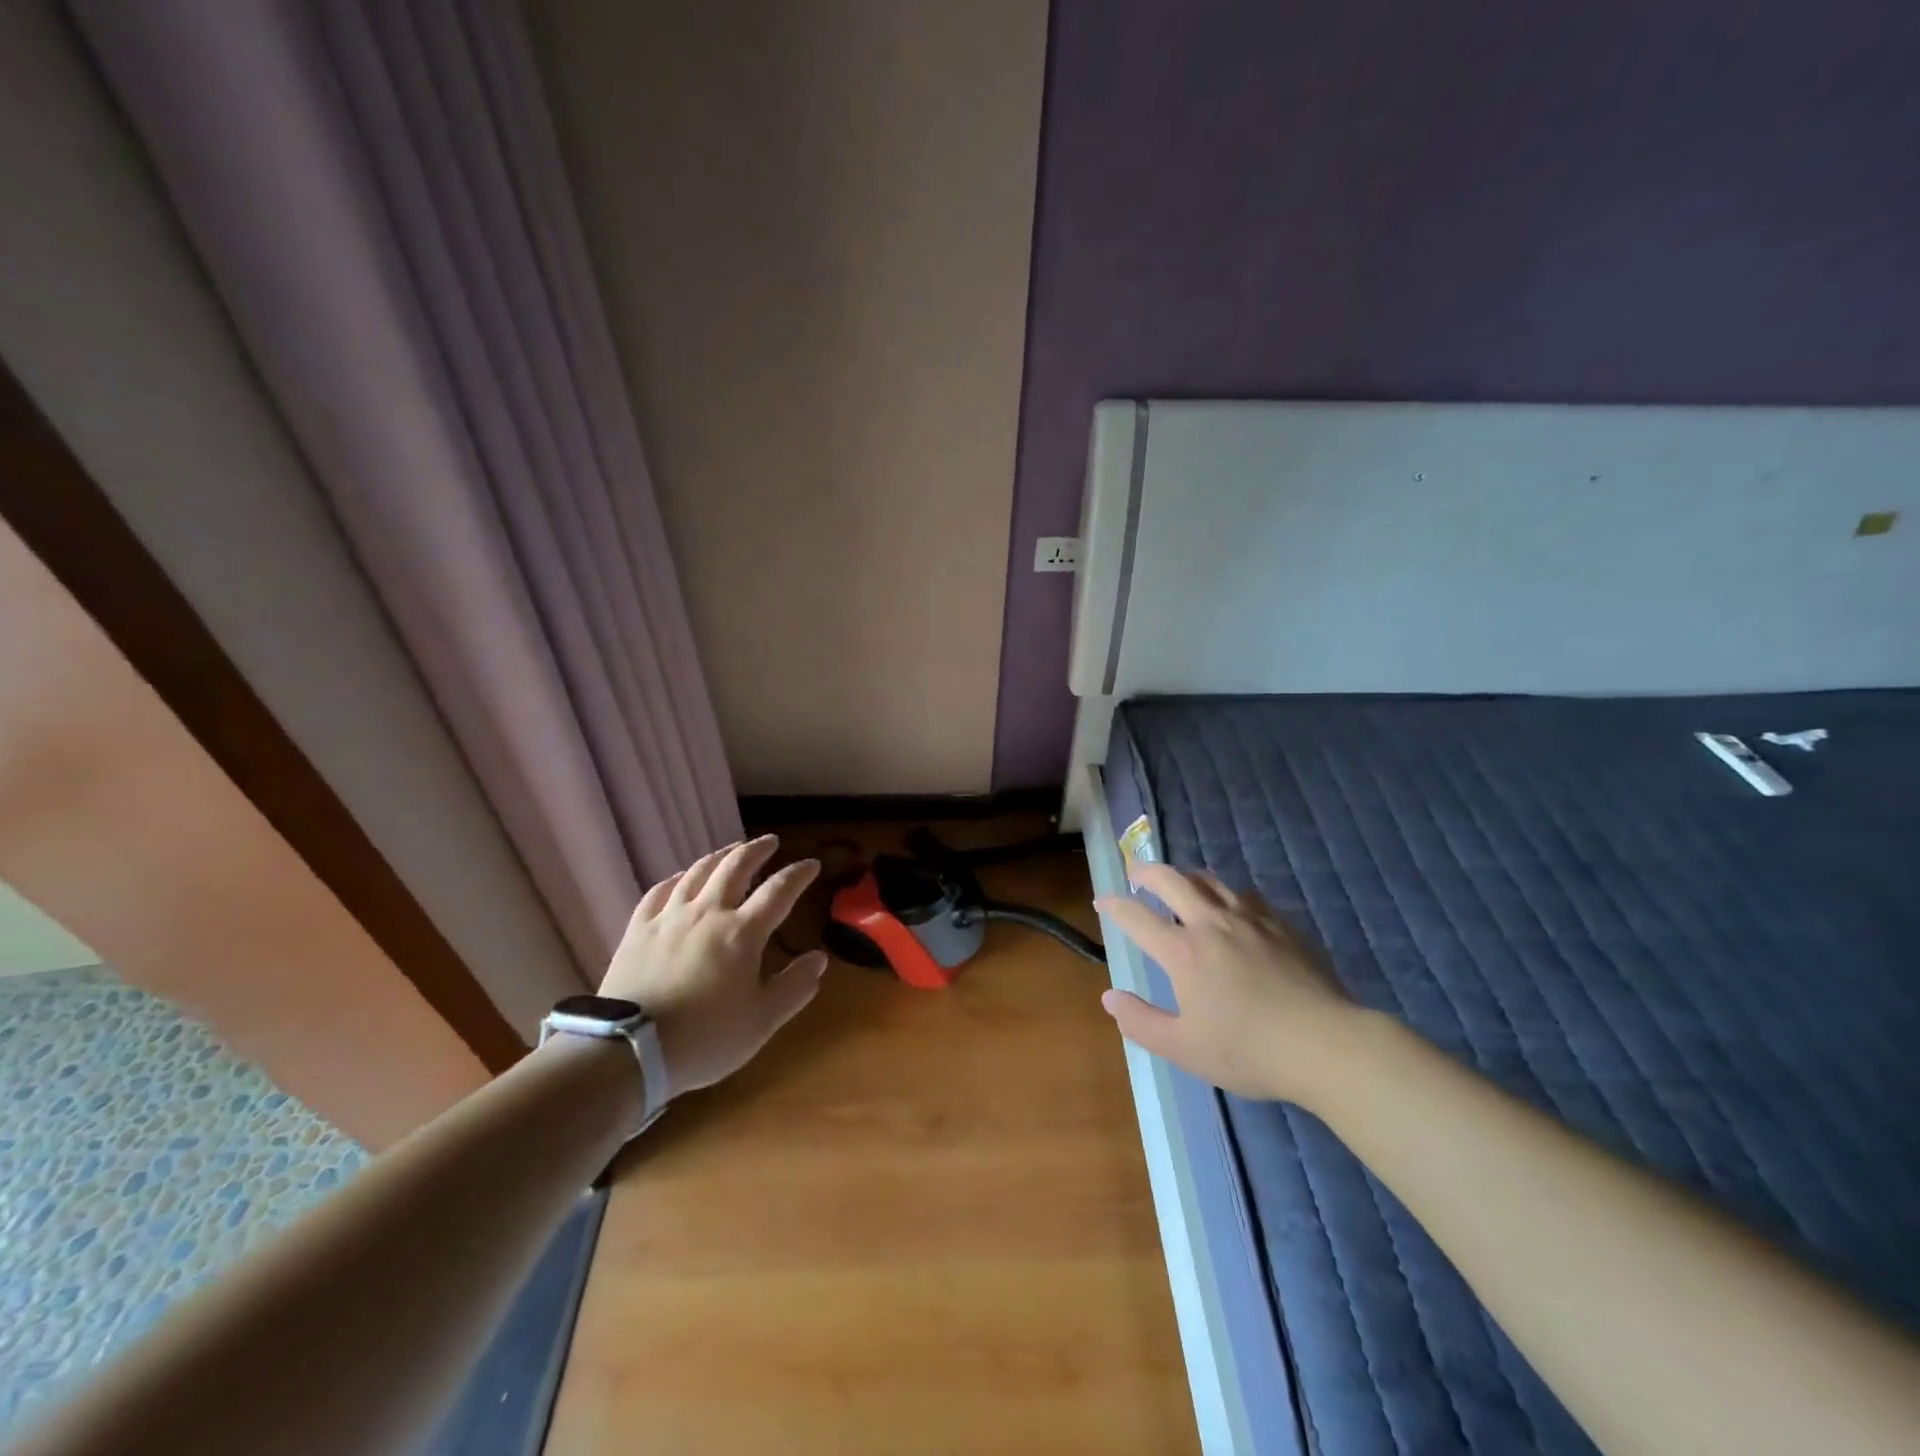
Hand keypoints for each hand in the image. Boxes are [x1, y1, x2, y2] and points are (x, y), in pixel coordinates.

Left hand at [601, 835, 827, 1098]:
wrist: (628, 1051)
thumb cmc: (705, 1038)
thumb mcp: (762, 1021)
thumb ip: (794, 987)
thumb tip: (819, 958)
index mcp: (743, 932)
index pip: (779, 891)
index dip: (798, 874)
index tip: (812, 864)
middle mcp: (708, 913)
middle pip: (735, 867)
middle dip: (757, 850)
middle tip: (771, 841)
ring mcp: (670, 918)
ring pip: (698, 871)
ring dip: (720, 855)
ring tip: (731, 850)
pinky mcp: (638, 929)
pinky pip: (660, 891)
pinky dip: (677, 878)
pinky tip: (681, 878)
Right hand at [1098, 863, 1360, 1105]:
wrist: (1326, 1044)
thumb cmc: (1249, 1051)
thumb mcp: (1184, 1048)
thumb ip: (1141, 1022)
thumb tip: (1109, 998)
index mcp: (1183, 951)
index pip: (1137, 917)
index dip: (1114, 906)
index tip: (1102, 901)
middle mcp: (1212, 923)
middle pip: (1172, 880)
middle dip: (1147, 872)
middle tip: (1135, 874)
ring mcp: (1250, 919)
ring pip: (1210, 880)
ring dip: (1186, 876)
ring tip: (1180, 882)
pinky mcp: (1281, 925)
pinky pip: (1245, 895)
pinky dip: (1226, 893)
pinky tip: (1232, 906)